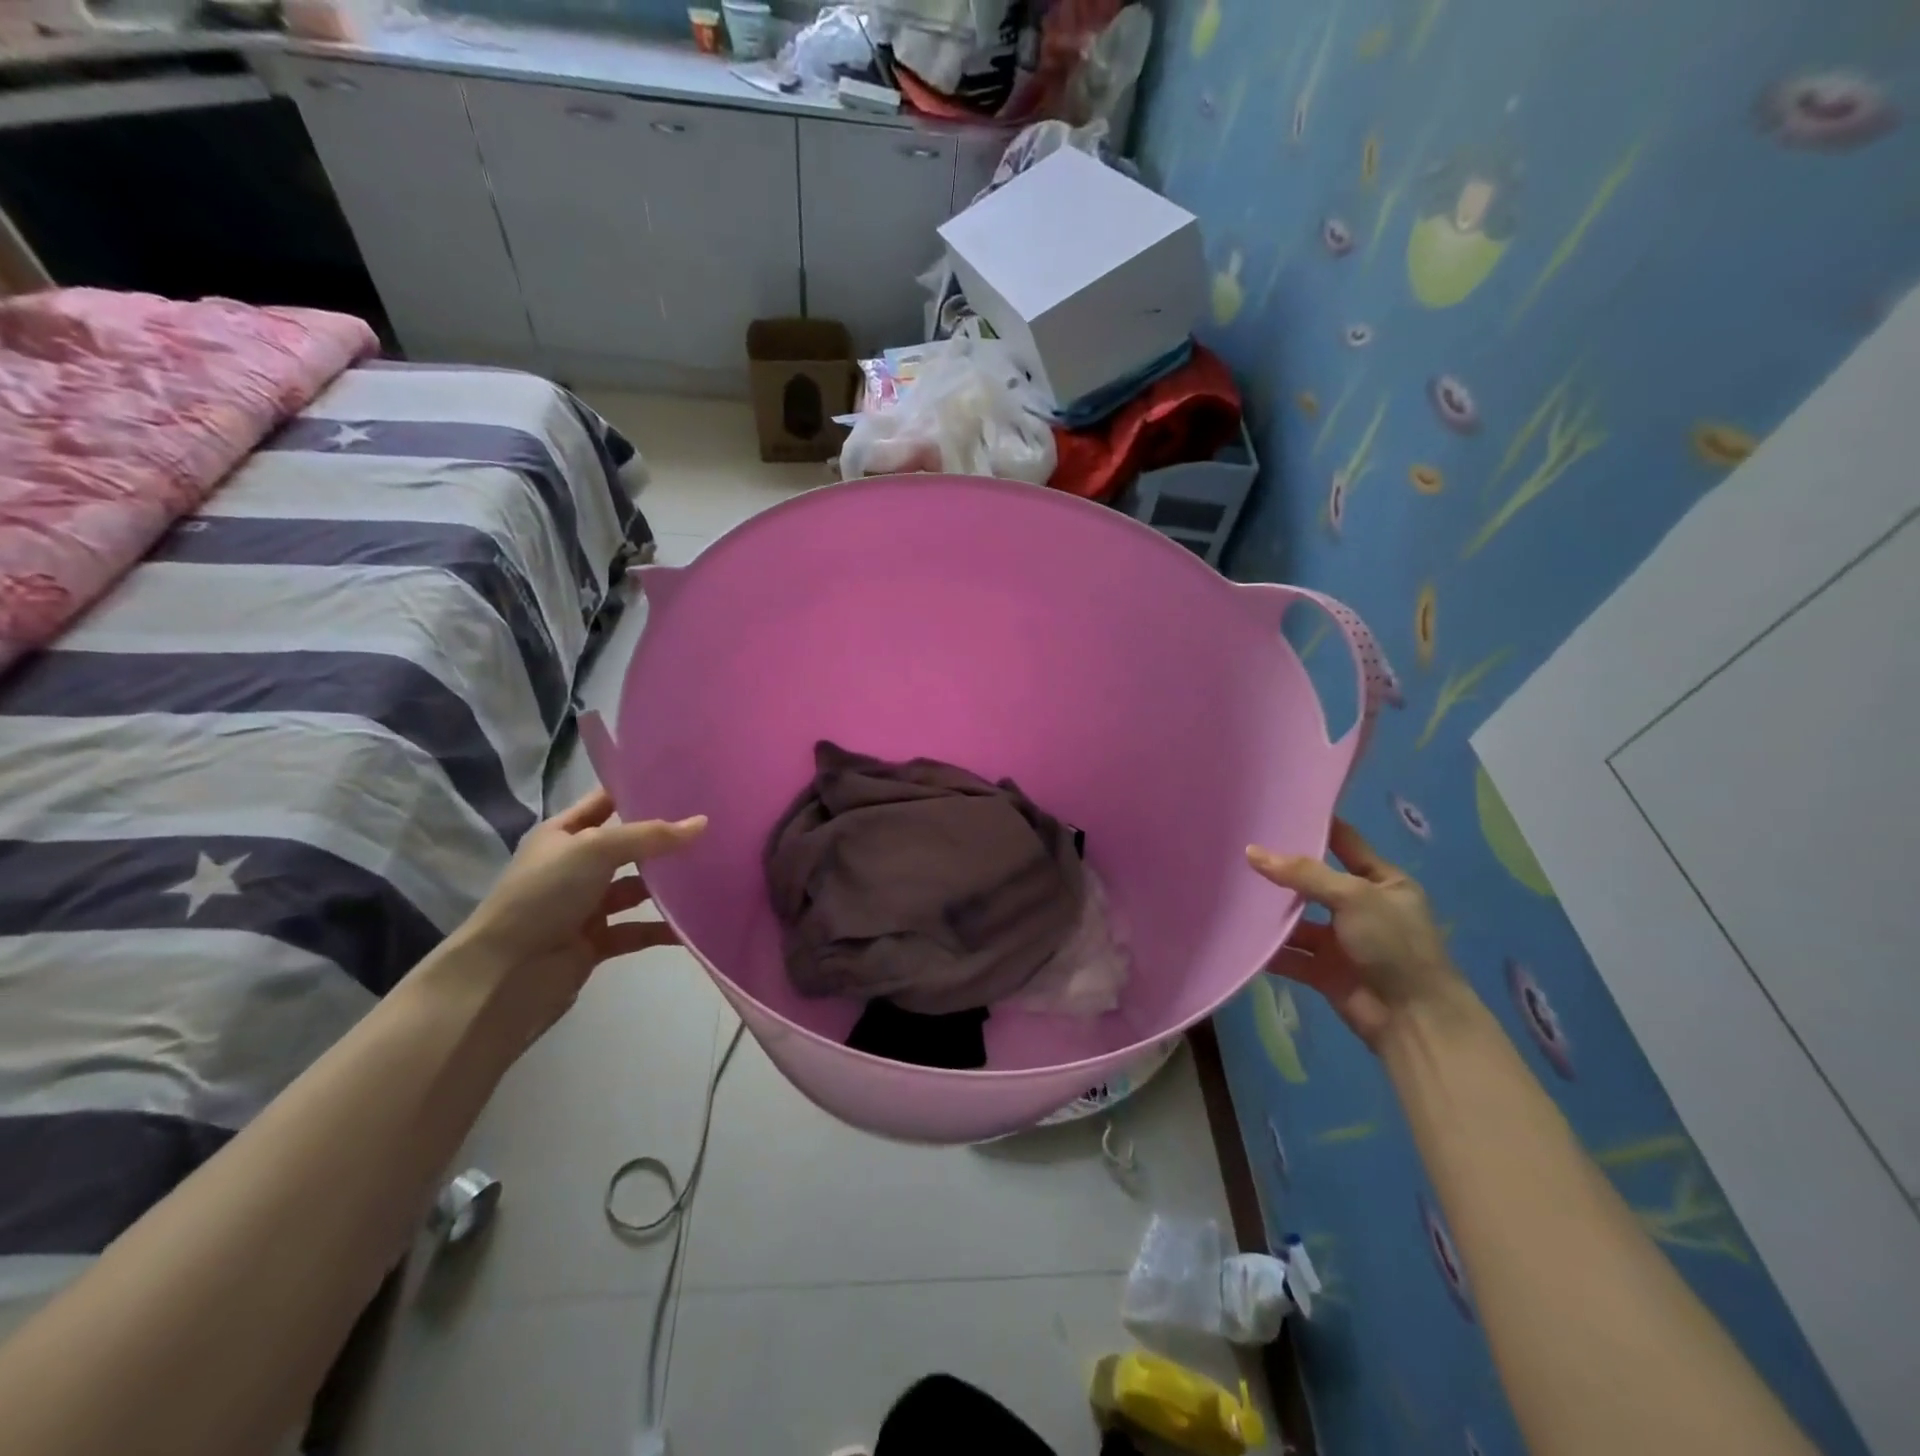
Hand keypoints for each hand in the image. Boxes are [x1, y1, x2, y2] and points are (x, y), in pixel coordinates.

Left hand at [450, 790, 706, 1044]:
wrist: (504, 974)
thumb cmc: (544, 895)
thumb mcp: (596, 850)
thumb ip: (650, 836)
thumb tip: (703, 823)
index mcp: (562, 834)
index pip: (605, 802)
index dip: (638, 790)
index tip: (684, 782)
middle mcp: (574, 866)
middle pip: (628, 846)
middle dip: (663, 839)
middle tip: (712, 828)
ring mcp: (585, 906)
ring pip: (636, 889)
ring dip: (667, 885)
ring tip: (712, 874)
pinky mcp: (596, 942)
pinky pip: (637, 930)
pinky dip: (663, 928)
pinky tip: (694, 925)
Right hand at [1247, 819, 1465, 1051]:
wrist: (1414, 1020)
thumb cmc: (1394, 945)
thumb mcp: (1353, 896)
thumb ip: (1303, 874)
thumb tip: (1251, 852)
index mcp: (1382, 881)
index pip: (1344, 842)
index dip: (1315, 824)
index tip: (1276, 807)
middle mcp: (1360, 906)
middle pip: (1312, 881)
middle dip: (1280, 870)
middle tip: (1236, 848)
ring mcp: (1340, 940)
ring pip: (1296, 919)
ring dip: (1269, 912)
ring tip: (1228, 890)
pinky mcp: (1323, 970)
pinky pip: (1289, 954)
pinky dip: (1268, 949)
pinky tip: (1237, 934)